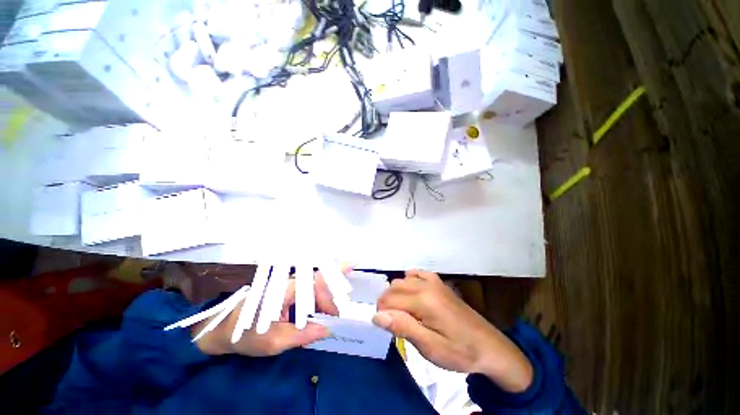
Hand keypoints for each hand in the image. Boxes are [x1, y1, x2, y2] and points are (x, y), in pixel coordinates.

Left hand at [193, 267, 347, 356]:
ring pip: (314, 290)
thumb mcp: (273, 342)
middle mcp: (289, 283)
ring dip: (323, 304)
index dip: (335, 270)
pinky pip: (307, 294)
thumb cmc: (245, 335)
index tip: (352, 263)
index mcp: (285, 291)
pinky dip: (315, 304)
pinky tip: (316, 315)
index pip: (315, 278)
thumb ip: (302, 335)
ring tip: (324, 320)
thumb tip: (327, 329)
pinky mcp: (287, 292)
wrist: (222, 330)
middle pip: (319, 285)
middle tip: (332, 319)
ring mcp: (288, 287)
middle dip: (329, 300)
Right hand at [373, 270, 532, 392]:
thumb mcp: (430, 348)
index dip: (382, 314)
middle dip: (387, 304)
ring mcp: (433, 281)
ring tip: (403, 313)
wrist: (490, 347)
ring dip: (396, 295)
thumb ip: (403, 327)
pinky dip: (408, 282)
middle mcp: (426, 284)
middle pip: (393, 288)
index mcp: (423, 300)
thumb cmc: (459, 352)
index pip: (389, 300)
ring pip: (401, 280)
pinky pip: (415, 274)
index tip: (387, 329)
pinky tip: (413, 296)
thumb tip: (377, 315)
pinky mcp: (439, 282)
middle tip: (395, 324)